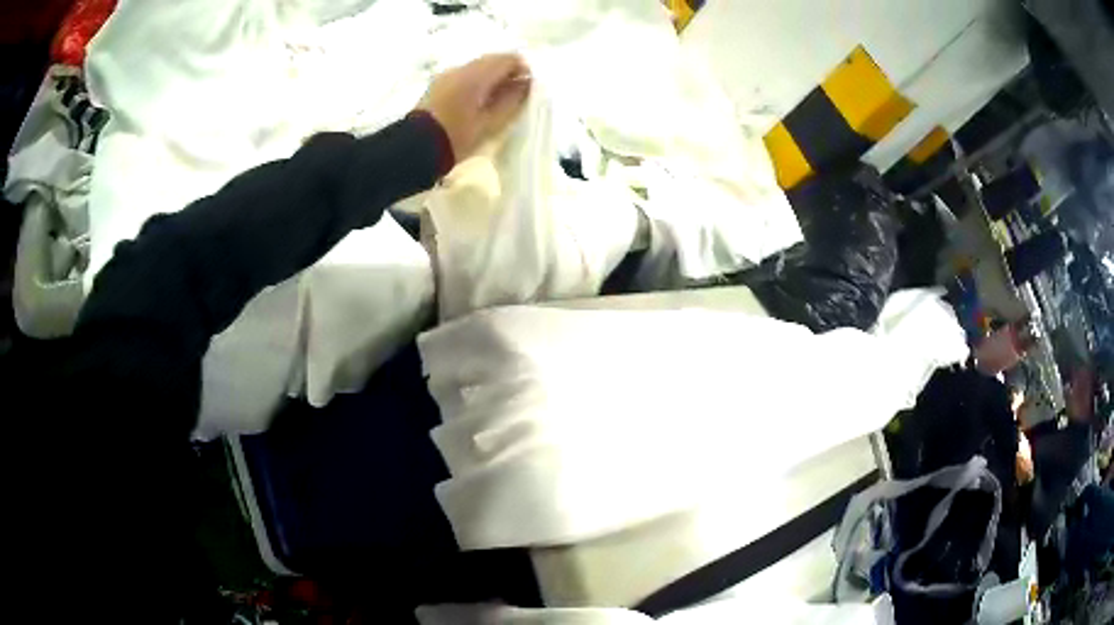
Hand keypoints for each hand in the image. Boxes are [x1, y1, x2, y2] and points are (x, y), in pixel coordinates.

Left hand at [417, 53, 531, 162]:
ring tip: (494, 103)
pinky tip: (475, 104)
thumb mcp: (491, 123)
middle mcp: (462, 67)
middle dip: (506, 74)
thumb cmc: (457, 137)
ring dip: (490, 79)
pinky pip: (464, 76)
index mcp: (477, 74)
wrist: (415, 148)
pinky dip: (475, 83)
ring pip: (477, 68)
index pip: (509, 59)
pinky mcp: (437, 85)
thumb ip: (512, 100)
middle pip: (492, 60)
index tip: (527, 90)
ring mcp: (447, 74)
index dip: (523, 71)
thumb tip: (525, 84)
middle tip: (513, 97)